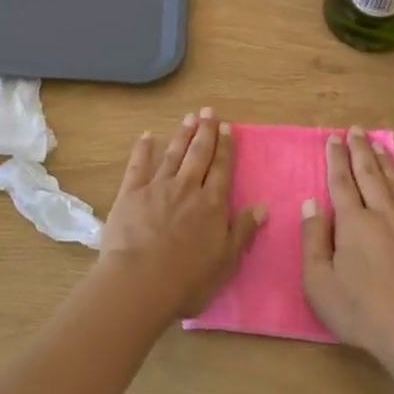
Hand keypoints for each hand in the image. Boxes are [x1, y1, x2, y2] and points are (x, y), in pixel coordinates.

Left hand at [98, 109, 264, 319]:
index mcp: (212, 204)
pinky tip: (146, 136)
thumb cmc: (188, 279)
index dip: (225, 147)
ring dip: (182, 135)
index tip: (228, 127)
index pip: (222, 168)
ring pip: (173, 154)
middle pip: (199, 154)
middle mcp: (187, 188)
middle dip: (206, 131)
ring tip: (189, 118)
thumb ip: (243, 231)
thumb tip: (263, 206)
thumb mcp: (226, 261)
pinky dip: (143, 149)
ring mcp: (158, 187)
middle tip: (209, 112)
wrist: (140, 282)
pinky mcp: (131, 193)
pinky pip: (138, 166)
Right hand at [302, 128, 393, 362]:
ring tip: (381, 143)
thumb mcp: (319, 282)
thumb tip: (311, 205)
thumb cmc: (360, 311)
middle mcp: (383, 216)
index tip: (333, 138)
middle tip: (356, 129)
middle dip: (360, 150)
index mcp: (353, 223)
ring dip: (388, 163)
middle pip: (370, 175)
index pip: (341, 182)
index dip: (336, 159)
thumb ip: (313, 240)